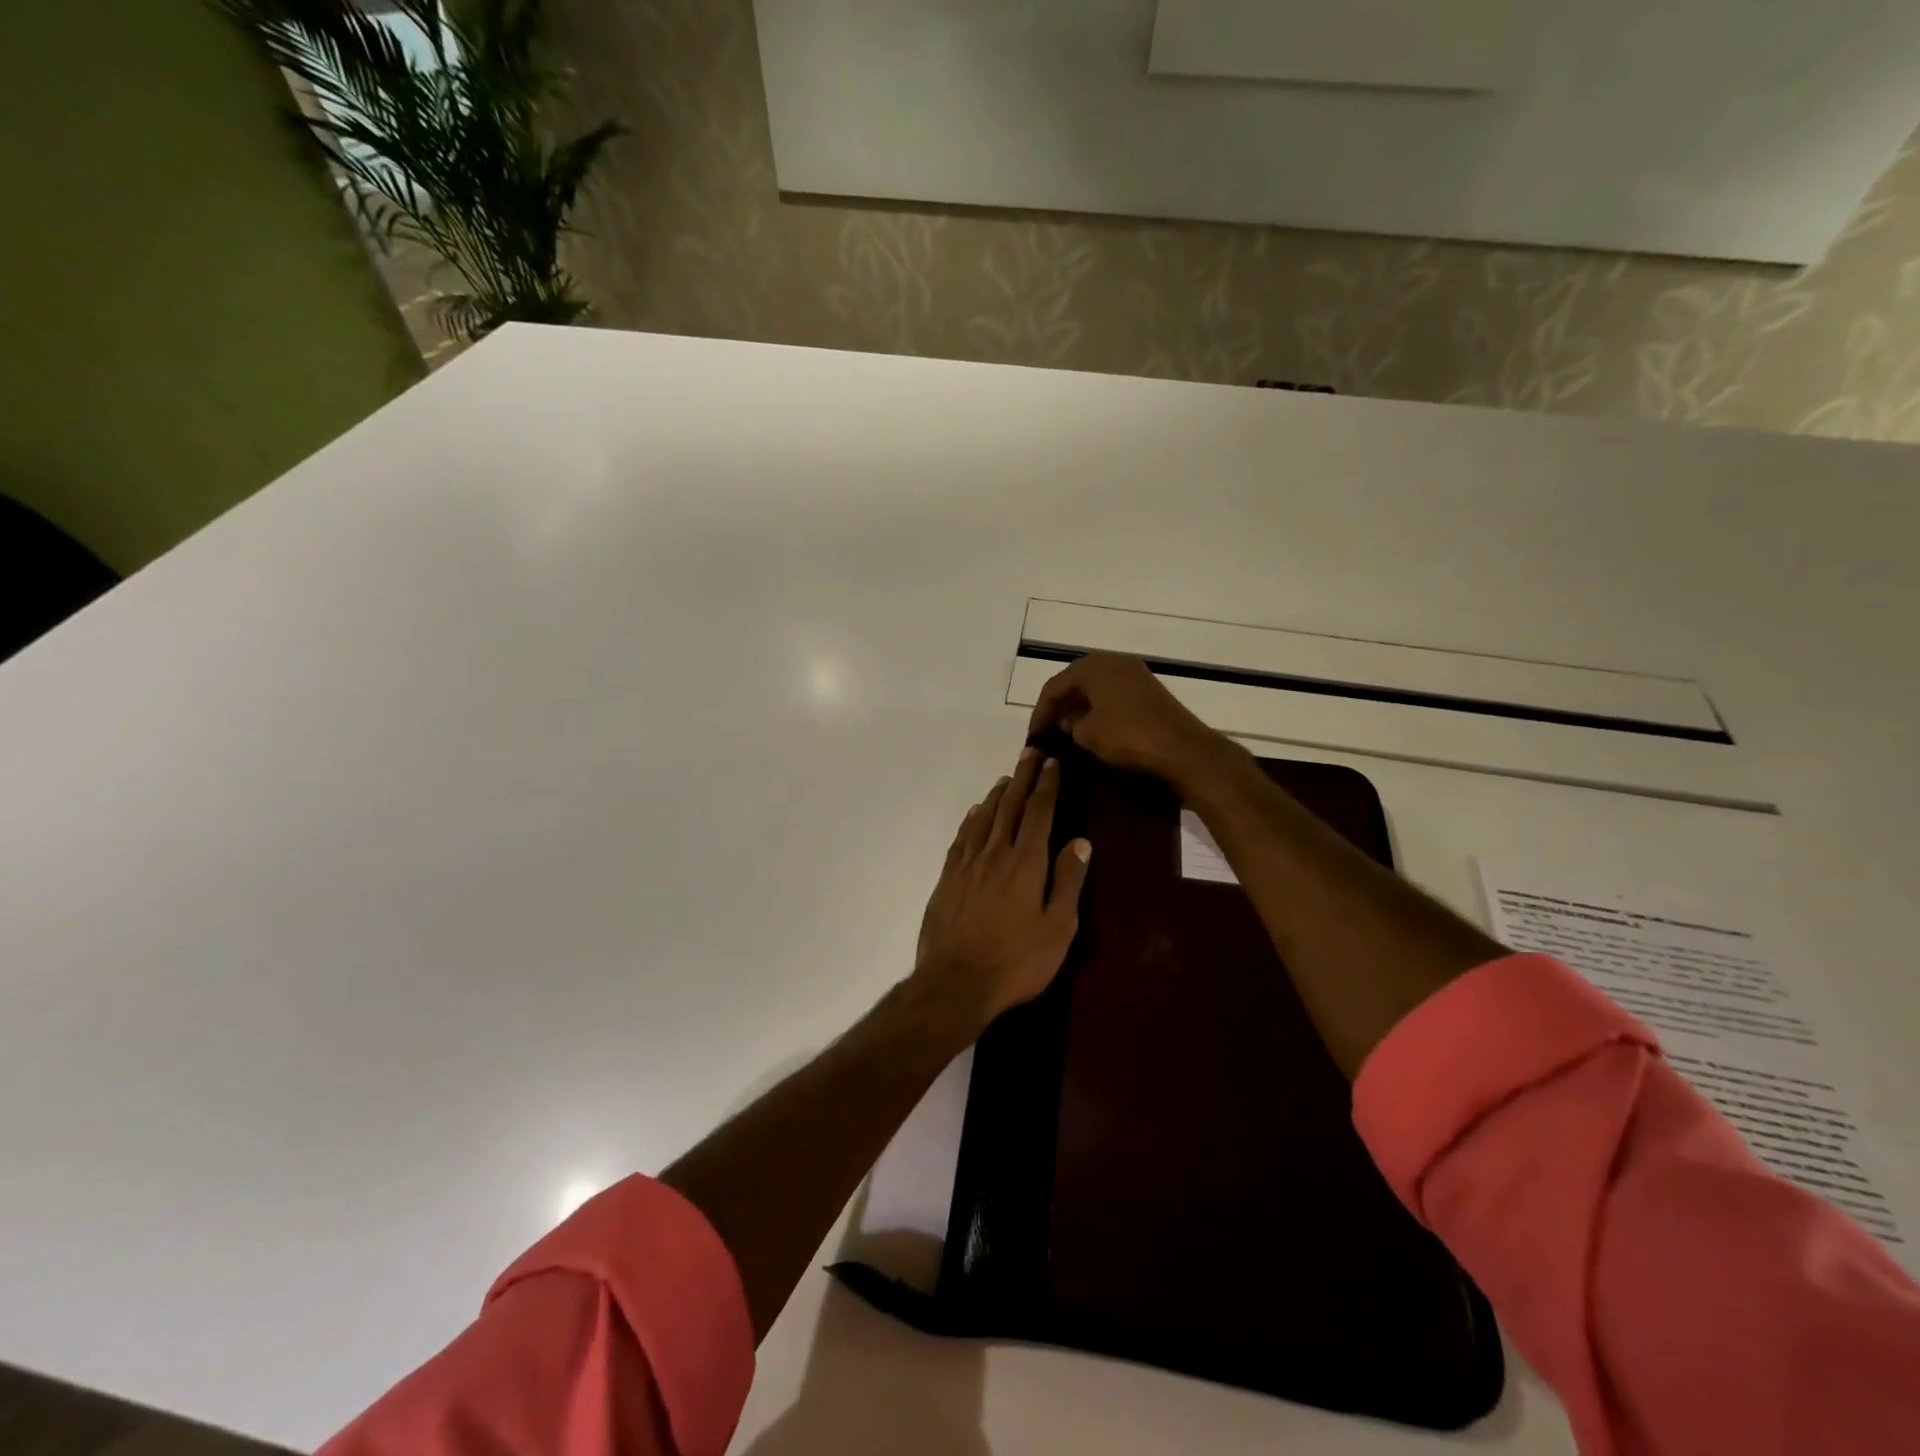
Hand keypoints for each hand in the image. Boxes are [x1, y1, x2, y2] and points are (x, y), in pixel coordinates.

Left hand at [911, 748, 1091, 1031]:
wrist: (955, 983)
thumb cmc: (1016, 962)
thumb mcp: (1057, 928)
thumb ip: (1068, 882)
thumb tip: (1080, 842)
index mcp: (1026, 863)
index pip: (1039, 813)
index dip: (1047, 786)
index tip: (1052, 762)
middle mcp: (995, 854)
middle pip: (1010, 806)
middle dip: (1023, 778)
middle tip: (1030, 753)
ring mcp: (967, 865)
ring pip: (984, 818)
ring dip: (997, 794)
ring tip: (1006, 777)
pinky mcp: (947, 879)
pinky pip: (961, 839)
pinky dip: (971, 820)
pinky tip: (975, 814)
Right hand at [1027, 652, 1232, 788]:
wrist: (1182, 750)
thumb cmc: (1128, 737)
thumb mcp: (1087, 735)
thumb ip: (1070, 725)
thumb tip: (1068, 722)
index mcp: (1093, 666)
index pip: (1054, 686)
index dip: (1040, 712)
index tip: (1033, 736)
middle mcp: (1114, 661)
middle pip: (1075, 682)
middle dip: (1059, 706)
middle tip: (1047, 730)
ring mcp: (1135, 674)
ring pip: (1096, 688)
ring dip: (1079, 707)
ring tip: (1067, 732)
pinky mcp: (1149, 691)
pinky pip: (1113, 695)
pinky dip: (1099, 710)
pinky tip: (1093, 729)